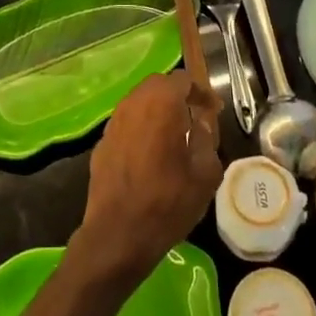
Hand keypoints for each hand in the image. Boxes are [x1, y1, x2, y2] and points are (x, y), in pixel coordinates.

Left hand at [72, 70, 222, 287]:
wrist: (118, 235)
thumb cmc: (168, 202)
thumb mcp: (205, 174)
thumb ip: (206, 139)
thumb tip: (201, 122)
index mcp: (161, 104)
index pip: (182, 80)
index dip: (201, 91)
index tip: (213, 109)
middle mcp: (133, 103)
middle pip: (158, 85)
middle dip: (178, 95)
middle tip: (195, 115)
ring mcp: (114, 122)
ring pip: (139, 101)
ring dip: (158, 109)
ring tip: (175, 132)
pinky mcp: (102, 141)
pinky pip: (127, 122)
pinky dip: (142, 126)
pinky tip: (151, 152)